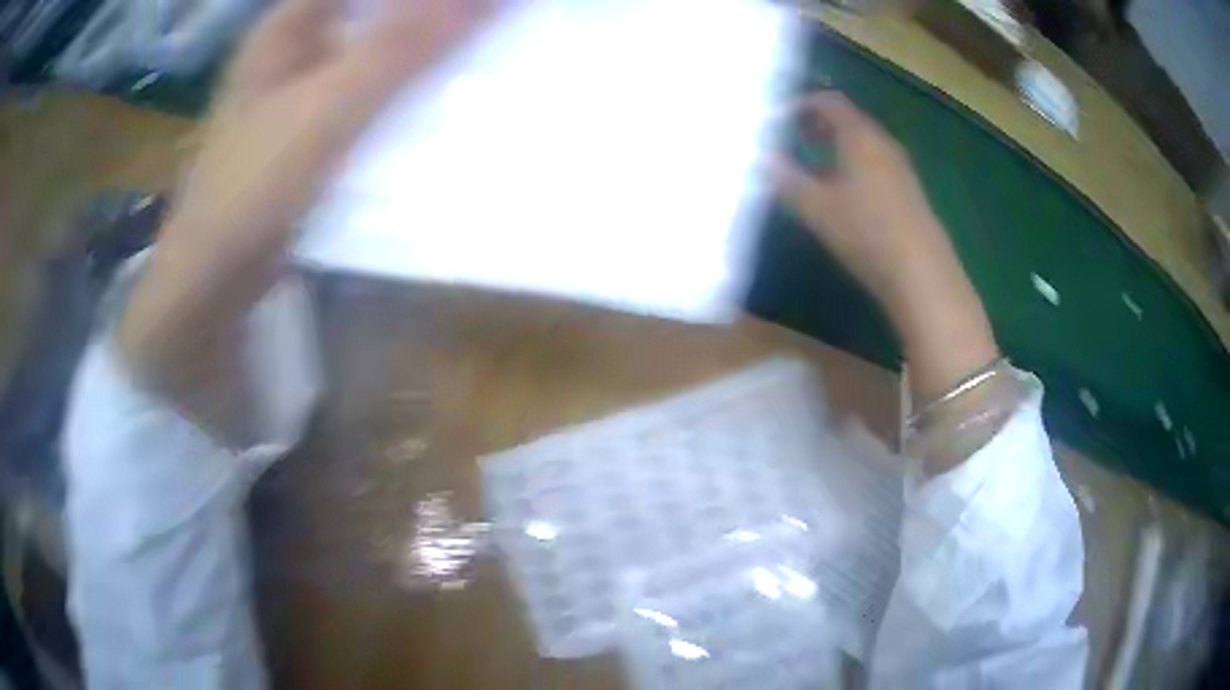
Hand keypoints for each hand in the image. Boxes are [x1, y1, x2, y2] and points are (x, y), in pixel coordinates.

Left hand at [118, 0, 489, 435]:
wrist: (211, 284)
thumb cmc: (251, 187)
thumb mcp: (327, 109)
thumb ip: (401, 47)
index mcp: (290, 23)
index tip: (483, 3)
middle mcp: (297, 47)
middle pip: (378, 10)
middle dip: (434, 15)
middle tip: (493, 23)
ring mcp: (302, 91)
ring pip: (377, 50)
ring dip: (426, 52)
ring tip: (483, 54)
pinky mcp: (313, 132)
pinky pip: (371, 95)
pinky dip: (406, 93)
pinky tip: (441, 104)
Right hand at [771, 92, 999, 402]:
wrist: (922, 274)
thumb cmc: (867, 232)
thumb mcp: (817, 207)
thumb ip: (786, 179)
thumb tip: (758, 159)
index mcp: (861, 136)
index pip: (829, 102)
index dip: (800, 104)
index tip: (776, 120)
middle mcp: (883, 144)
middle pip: (848, 120)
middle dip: (816, 125)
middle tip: (789, 138)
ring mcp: (900, 168)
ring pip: (863, 144)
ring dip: (835, 147)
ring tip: (810, 166)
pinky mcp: (909, 192)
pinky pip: (875, 164)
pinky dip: (852, 165)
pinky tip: (842, 194)